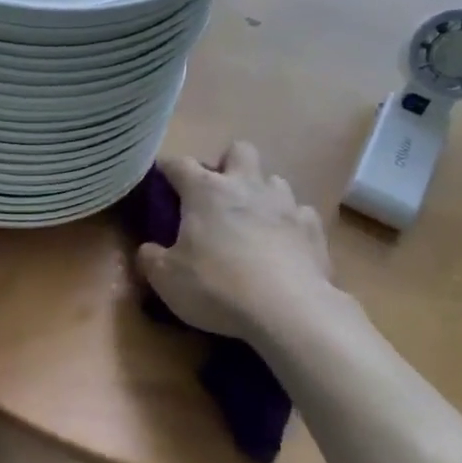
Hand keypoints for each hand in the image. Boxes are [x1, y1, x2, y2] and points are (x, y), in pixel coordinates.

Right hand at [135, 140, 343, 343]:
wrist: (288, 311)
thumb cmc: (217, 287)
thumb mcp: (166, 279)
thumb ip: (151, 258)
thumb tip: (147, 250)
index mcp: (206, 192)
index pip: (179, 164)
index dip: (167, 169)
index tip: (159, 179)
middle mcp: (247, 187)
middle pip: (239, 151)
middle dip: (226, 164)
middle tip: (215, 195)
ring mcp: (286, 205)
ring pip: (273, 179)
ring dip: (260, 194)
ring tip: (251, 221)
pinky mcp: (314, 229)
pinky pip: (300, 214)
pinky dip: (288, 224)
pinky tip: (283, 245)